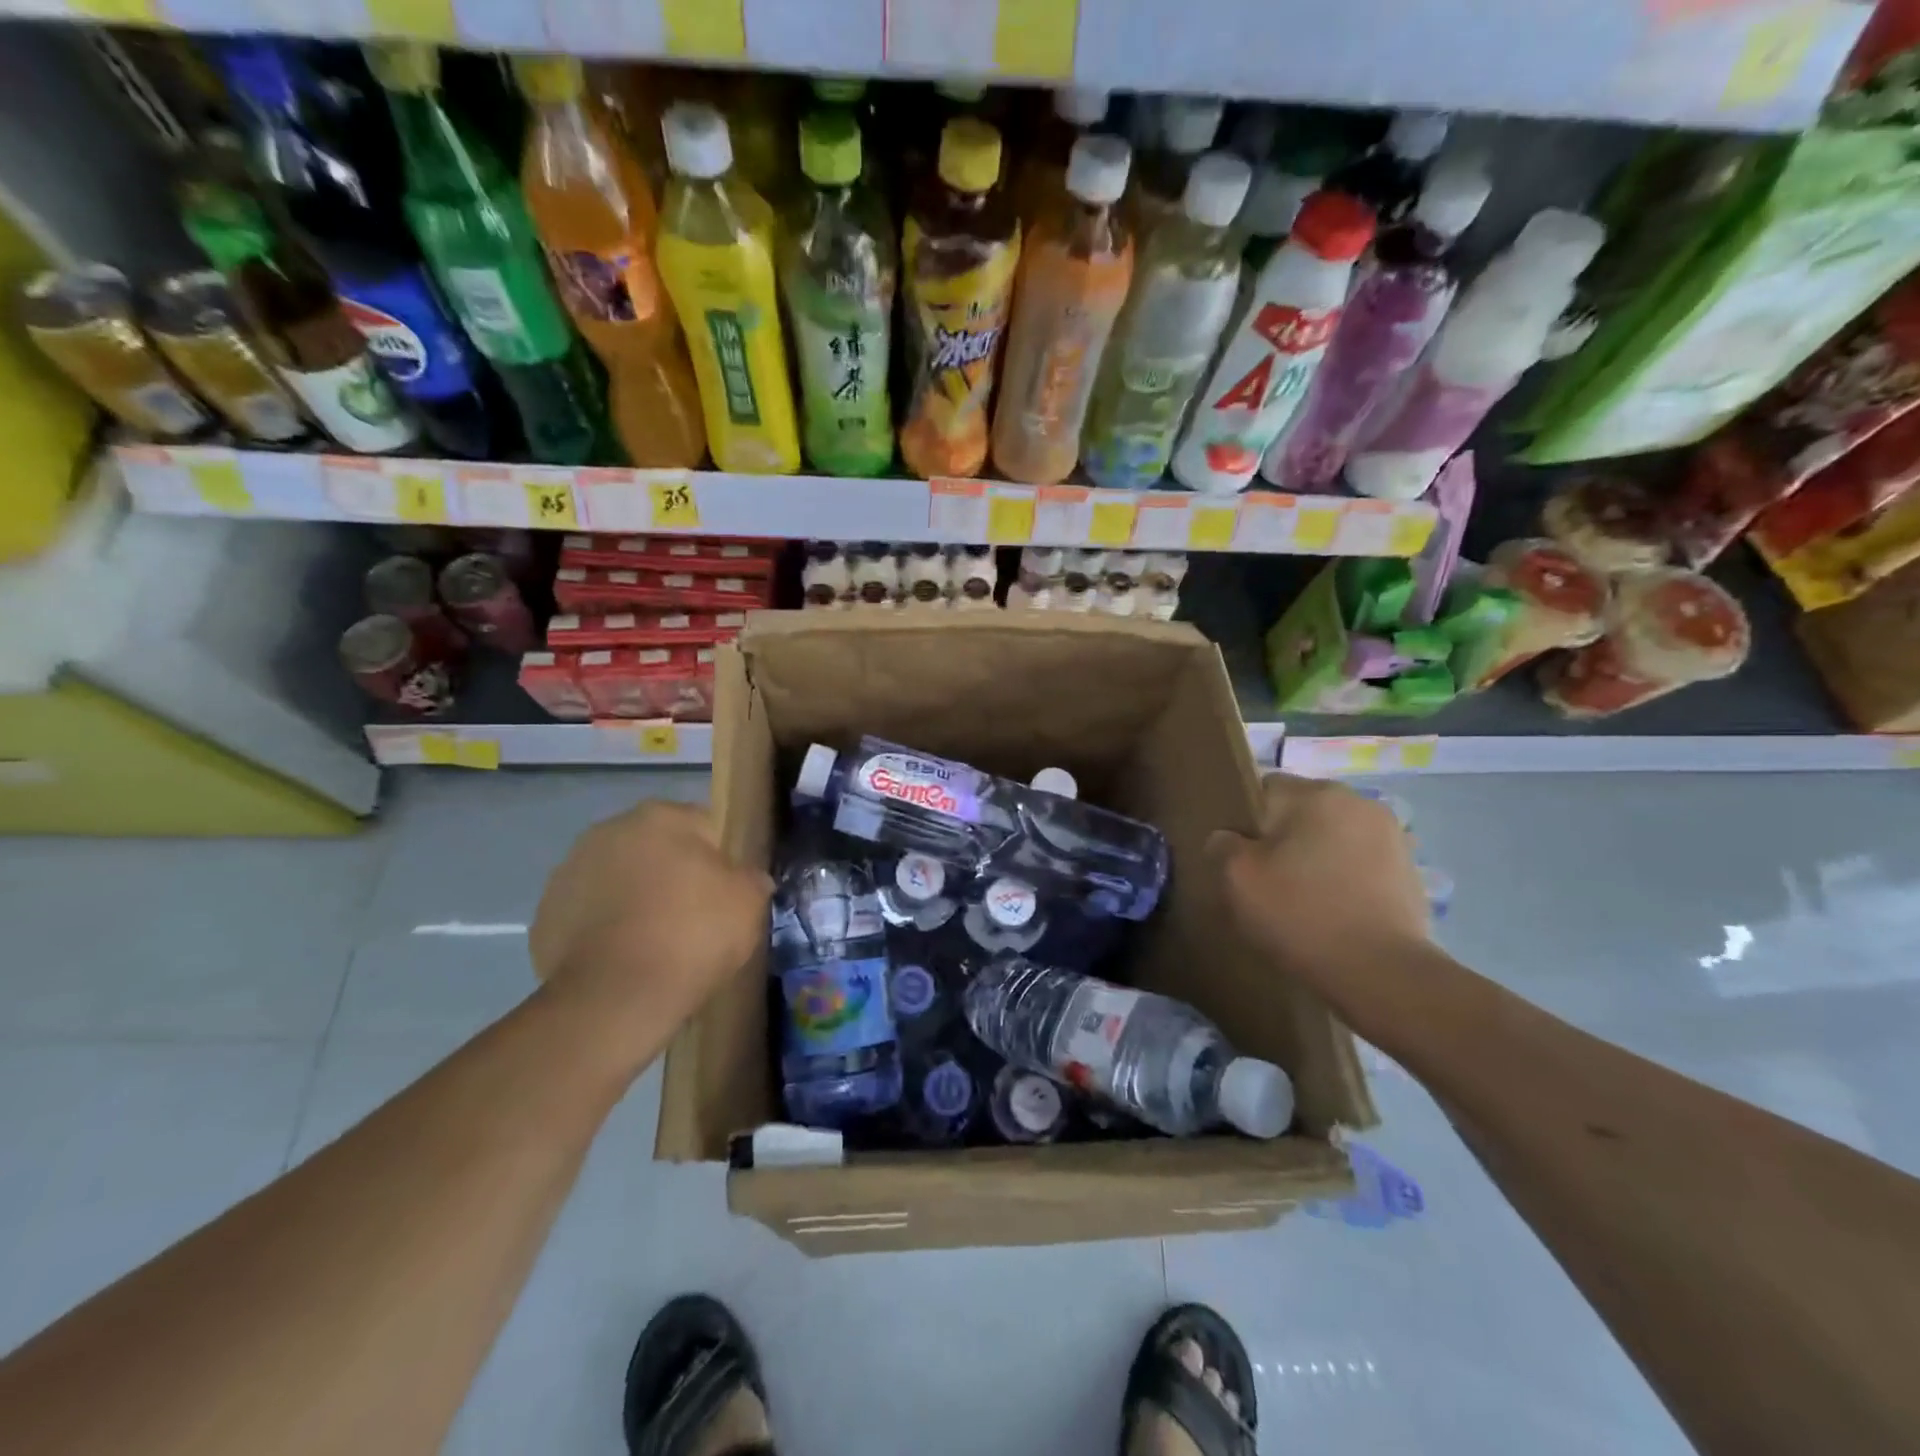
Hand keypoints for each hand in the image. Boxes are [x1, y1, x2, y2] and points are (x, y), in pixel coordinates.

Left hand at [530, 801, 770, 1054]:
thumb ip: (750, 878)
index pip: (703, 826)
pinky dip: (604, 927)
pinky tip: (623, 957)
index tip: (725, 893)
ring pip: (617, 877)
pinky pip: (588, 913)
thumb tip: (747, 878)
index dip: (719, 859)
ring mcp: (570, 871)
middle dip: (671, 873)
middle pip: (655, 848)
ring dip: (633, 896)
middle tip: (692, 916)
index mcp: (661, 817)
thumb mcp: (748, 903)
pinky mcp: (545, 914)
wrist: (617, 997)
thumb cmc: (693, 934)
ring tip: (655, 941)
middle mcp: (610, 830)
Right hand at [1207, 773, 1429, 991]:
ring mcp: (1392, 836)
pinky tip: (1334, 912)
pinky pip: (1360, 864)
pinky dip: (1344, 879)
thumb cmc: (1301, 914)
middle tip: (1267, 881)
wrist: (1381, 974)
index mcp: (1317, 793)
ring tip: (1303, 899)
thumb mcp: (1237, 878)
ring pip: (1333, 837)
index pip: (1265, 789)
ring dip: (1316, 857)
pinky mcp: (1410, 871)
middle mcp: (1359, 802)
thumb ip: (1223, 845)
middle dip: (1283, 838)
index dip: (1245, 821)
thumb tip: (1227, 839)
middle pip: (1302, 812)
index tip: (1240, 857)